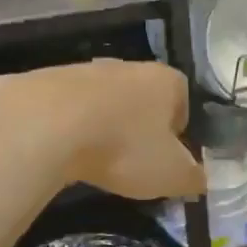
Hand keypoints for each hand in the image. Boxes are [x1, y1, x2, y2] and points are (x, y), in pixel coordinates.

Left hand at [0, 60, 203, 201]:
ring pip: (104, 103)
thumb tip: (202, 180)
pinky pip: (68, 109)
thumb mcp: (171, 174)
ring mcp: (85, 70)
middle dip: (140, 128)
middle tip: (133, 162)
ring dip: (104, 127)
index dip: (180, 132)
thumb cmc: (124, 147)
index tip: (168, 158)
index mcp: (166, 81)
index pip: (184, 102)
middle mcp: (128, 66)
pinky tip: (64, 152)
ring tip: (96, 161)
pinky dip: (70, 129)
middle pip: (143, 99)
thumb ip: (194, 178)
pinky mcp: (46, 81)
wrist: (44, 125)